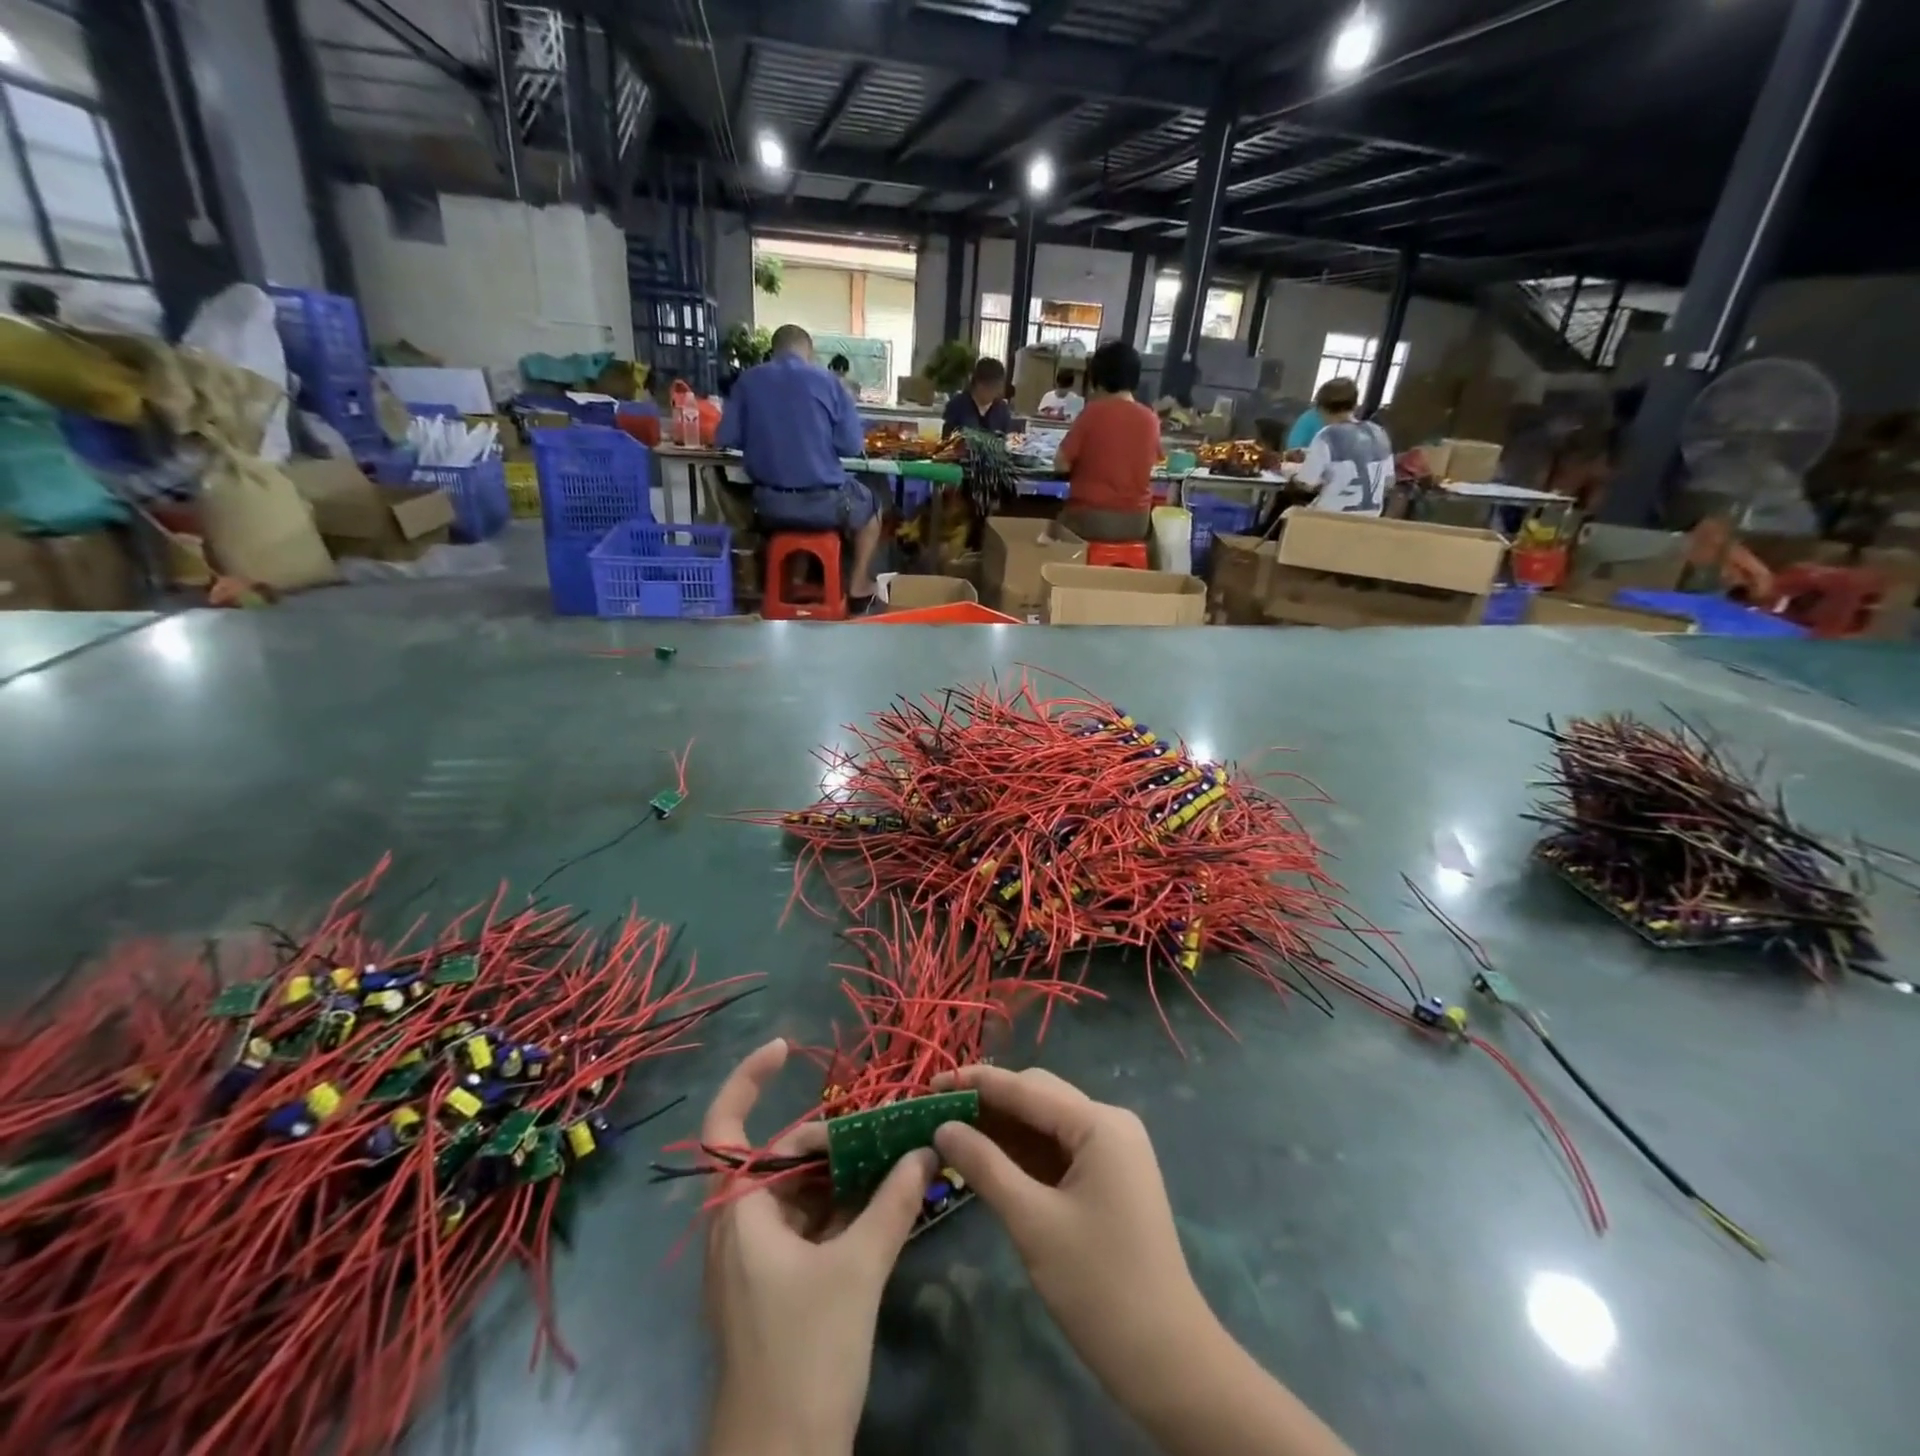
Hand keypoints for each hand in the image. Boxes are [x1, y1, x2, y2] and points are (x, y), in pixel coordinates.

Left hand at [702, 1039, 936, 1455]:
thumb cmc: (803, 1357)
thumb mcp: (857, 1271)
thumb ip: (893, 1203)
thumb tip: (925, 1150)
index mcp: (738, 1212)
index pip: (726, 1126)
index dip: (750, 1079)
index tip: (788, 1047)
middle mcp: (739, 1226)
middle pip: (781, 1157)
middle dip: (830, 1137)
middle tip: (884, 1126)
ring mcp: (756, 1259)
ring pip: (799, 1192)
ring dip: (843, 1174)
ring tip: (895, 1154)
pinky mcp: (776, 1286)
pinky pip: (809, 1225)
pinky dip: (843, 1209)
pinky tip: (886, 1201)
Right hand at [930, 1066, 1212, 1399]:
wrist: (1167, 1360)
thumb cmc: (1099, 1287)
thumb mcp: (1032, 1223)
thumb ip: (985, 1166)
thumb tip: (942, 1127)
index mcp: (1099, 1124)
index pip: (1026, 1088)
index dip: (976, 1083)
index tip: (929, 1083)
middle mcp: (1109, 1123)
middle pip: (1038, 1097)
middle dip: (988, 1103)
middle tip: (936, 1113)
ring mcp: (1112, 1150)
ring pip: (1046, 1122)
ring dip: (1003, 1127)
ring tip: (952, 1133)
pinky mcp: (1109, 1176)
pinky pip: (1058, 1149)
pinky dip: (1023, 1152)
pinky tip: (987, 1158)